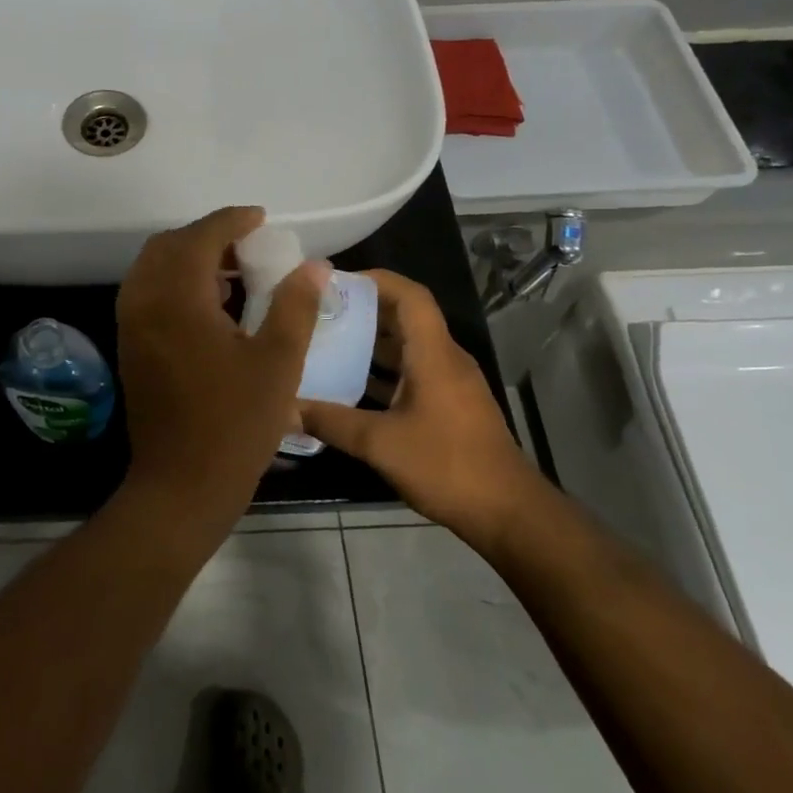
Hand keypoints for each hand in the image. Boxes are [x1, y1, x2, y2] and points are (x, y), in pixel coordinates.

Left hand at [116, 206, 327, 523]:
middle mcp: (144, 302)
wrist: (181, 484)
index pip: (199, 237)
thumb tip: (314, 266)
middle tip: (248, 249)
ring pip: (154, 269)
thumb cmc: (235, 424)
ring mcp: (131, 326)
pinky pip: (148, 294)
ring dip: (189, 260)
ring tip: (235, 276)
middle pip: (168, 246)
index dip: (231, 221)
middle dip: (207, 237)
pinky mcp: (130, 347)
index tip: (261, 220)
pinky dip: (176, 284)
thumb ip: (295, 306)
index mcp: (176, 298)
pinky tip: (212, 307)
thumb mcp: (278, 363)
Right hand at [300, 269, 541, 545]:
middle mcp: (445, 359)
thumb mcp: (380, 444)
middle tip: (318, 312)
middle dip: (363, 309)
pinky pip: (412, 372)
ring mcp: (450, 383)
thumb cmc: (447, 466)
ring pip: (407, 346)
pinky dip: (383, 371)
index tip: (335, 281)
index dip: (375, 280)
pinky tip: (350, 386)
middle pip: (405, 317)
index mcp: (434, 355)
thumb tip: (284, 406)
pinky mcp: (449, 405)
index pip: (410, 296)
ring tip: (326, 342)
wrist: (507, 513)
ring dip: (370, 342)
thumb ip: (330, 421)